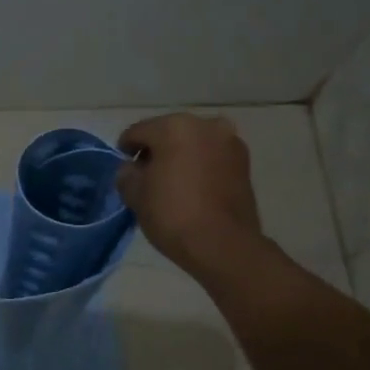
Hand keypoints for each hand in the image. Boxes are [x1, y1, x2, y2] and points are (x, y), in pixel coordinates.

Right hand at [115, 114, 264, 278]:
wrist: (223, 245)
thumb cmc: (172, 214)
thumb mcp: (135, 195)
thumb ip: (127, 174)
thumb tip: (132, 169)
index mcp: (174, 127)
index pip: (138, 132)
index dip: (126, 149)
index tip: (124, 169)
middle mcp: (205, 125)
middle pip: (169, 133)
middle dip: (156, 150)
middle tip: (147, 176)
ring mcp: (229, 142)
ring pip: (194, 143)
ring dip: (181, 156)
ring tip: (172, 182)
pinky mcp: (244, 162)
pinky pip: (212, 156)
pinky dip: (200, 165)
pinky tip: (193, 187)